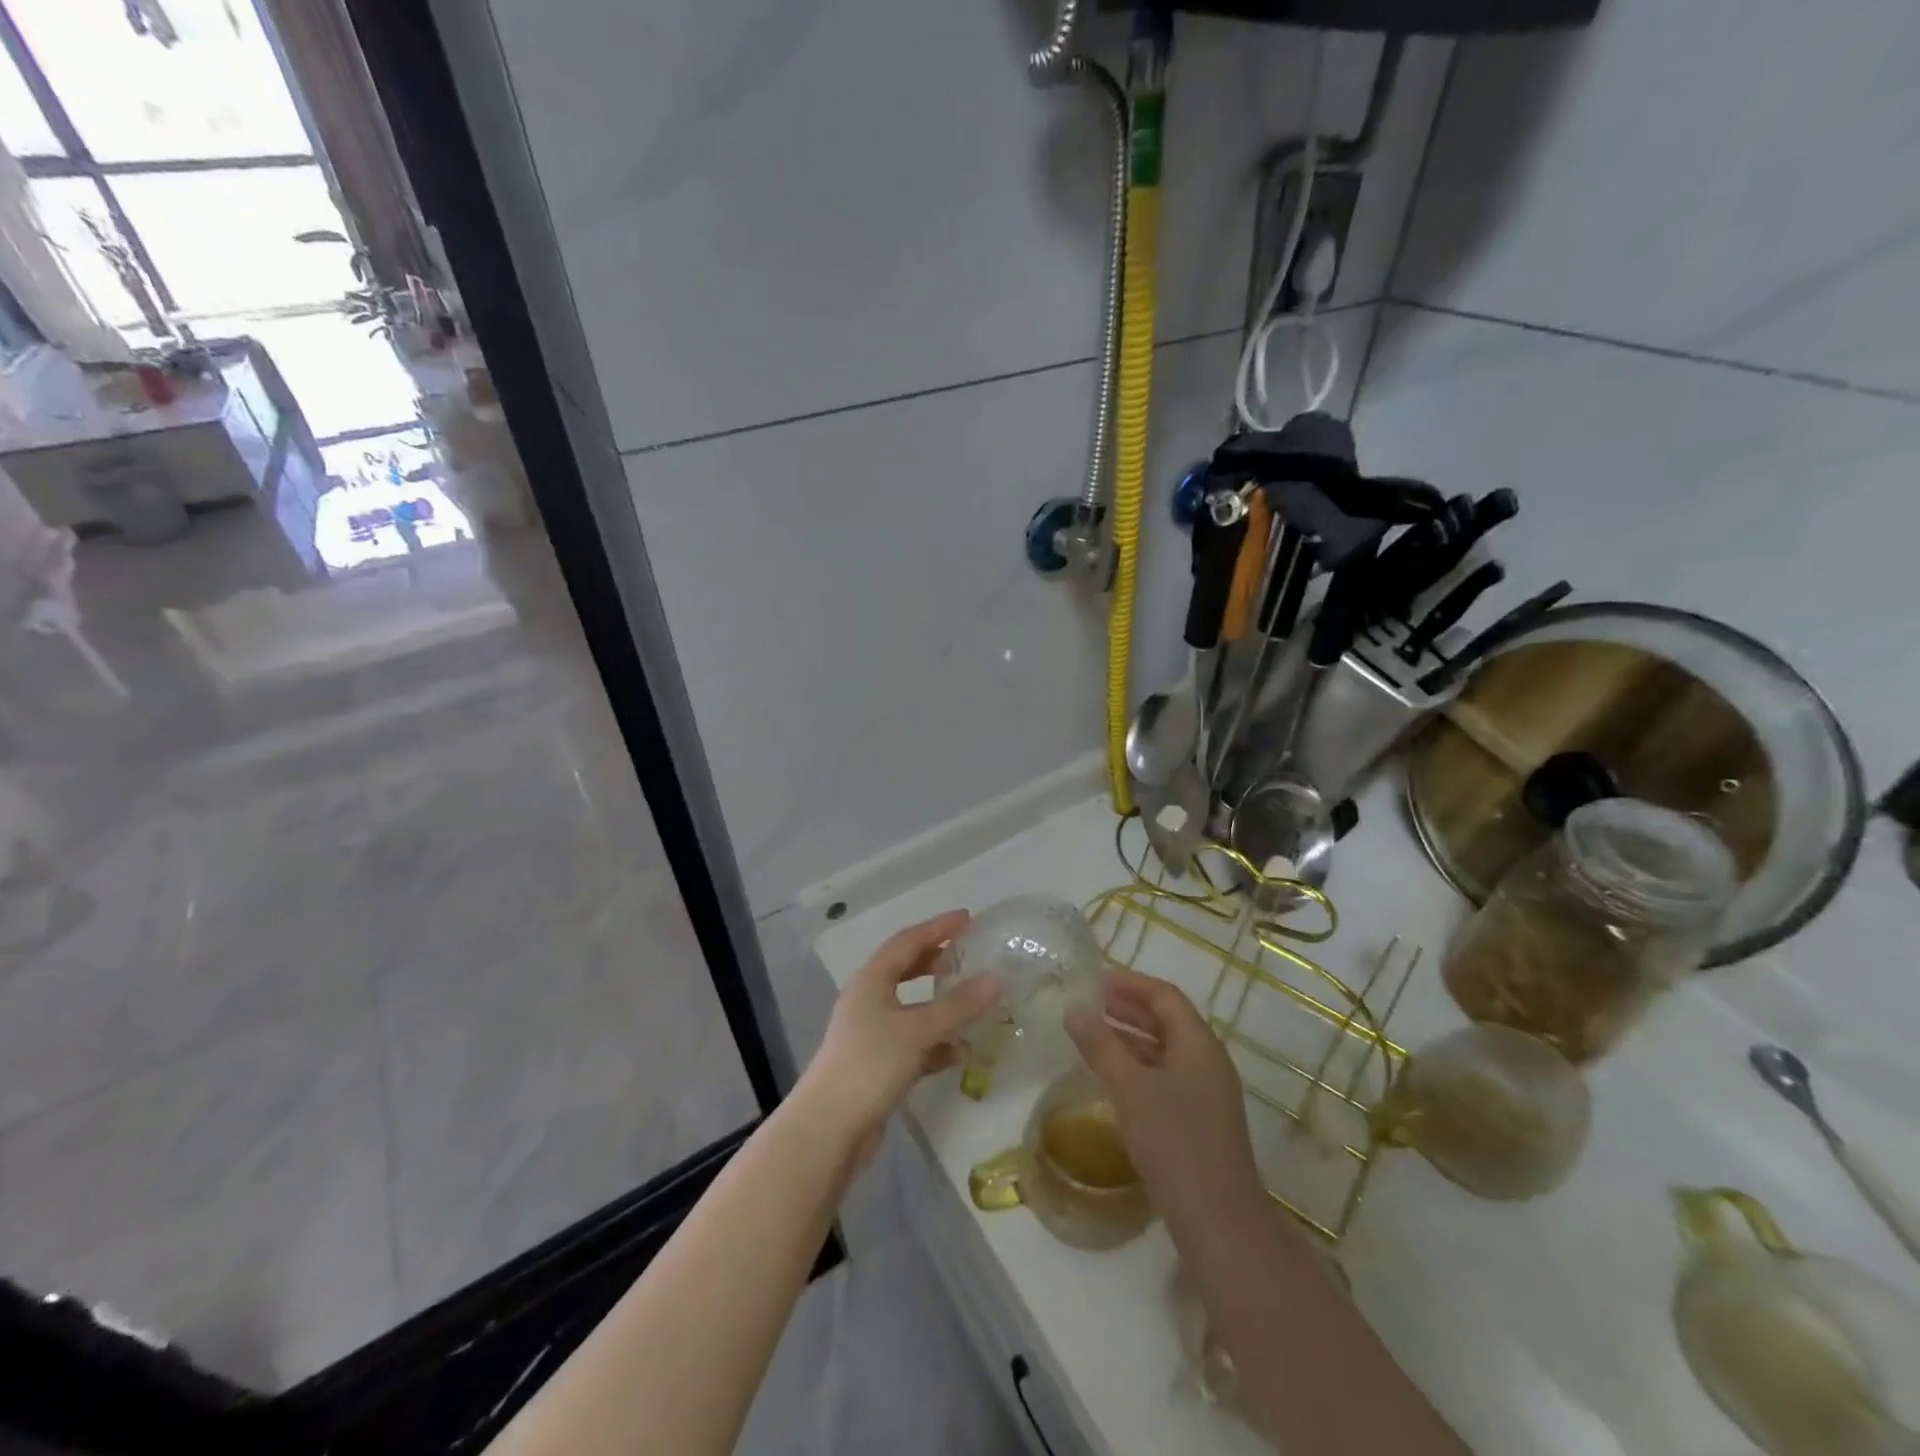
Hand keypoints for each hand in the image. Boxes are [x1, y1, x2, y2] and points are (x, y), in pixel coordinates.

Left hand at [796, 909, 1001, 1166]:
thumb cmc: (870, 1065)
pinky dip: (935, 1043)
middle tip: (967, 953)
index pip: (907, 941)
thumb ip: (958, 1005)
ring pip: (910, 1008)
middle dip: (935, 960)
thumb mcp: (918, 1030)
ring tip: (972, 1001)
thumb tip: (997, 979)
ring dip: (939, 1004)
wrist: (828, 1130)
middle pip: (904, 970)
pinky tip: (959, 1053)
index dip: (937, 927)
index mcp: (871, 981)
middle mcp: (868, 1001)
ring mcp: (870, 1034)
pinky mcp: (876, 1066)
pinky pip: (912, 1043)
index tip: (967, 918)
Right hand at [1065, 969, 1265, 1238]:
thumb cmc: (1174, 1143)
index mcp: (1198, 1043)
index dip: (1130, 983)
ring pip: (1166, 1050)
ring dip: (1131, 1038)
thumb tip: (1073, 1008)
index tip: (1094, 980)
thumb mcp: (1129, 1088)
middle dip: (1128, 1008)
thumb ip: (1100, 1045)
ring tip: (1093, 1036)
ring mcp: (1209, 1093)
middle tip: (1089, 1004)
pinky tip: (1113, 1079)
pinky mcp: (1202, 1121)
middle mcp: (1208, 1060)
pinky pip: (1167, 1076)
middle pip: (1168, 1020)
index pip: (1164, 995)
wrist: (1219, 1223)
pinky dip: (1139, 1066)